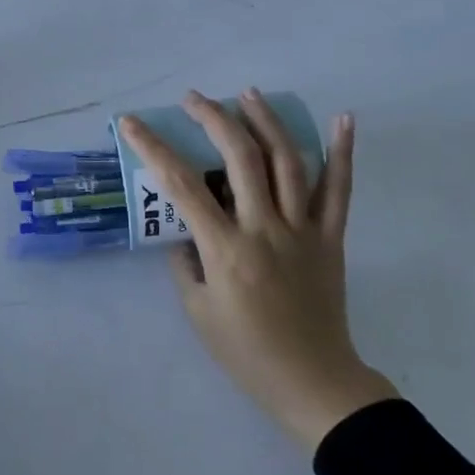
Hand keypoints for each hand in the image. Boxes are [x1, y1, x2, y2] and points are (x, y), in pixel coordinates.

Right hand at [119, 89, 396, 451]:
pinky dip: (343, 152)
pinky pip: (339, 190)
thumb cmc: (245, 352)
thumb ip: (186, 262)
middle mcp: (265, 229)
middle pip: (240, 158)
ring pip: (288, 162)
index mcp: (226, 249)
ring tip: (248, 94)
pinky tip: (343, 118)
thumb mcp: (197, 311)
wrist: (311, 381)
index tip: (132, 123)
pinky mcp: (331, 238)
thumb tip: (185, 229)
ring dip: (266, 121)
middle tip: (194, 99)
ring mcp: (303, 230)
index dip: (153, 148)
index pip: (183, 186)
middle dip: (213, 119)